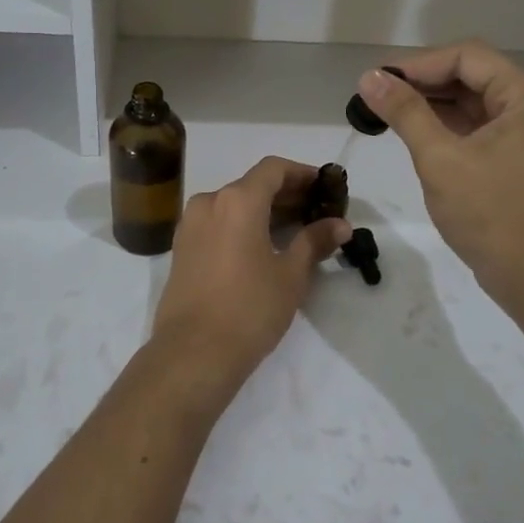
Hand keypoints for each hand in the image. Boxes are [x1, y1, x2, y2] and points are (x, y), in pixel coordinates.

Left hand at [149, 157, 351, 387]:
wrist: (193, 353)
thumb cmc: (249, 308)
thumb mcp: (291, 275)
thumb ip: (314, 241)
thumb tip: (341, 225)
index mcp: (237, 200)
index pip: (274, 169)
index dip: (302, 174)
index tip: (325, 187)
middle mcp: (209, 202)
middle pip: (253, 185)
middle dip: (287, 194)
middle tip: (318, 212)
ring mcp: (190, 225)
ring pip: (233, 204)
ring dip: (264, 211)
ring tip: (295, 231)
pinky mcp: (182, 248)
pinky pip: (218, 223)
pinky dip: (242, 225)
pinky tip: (263, 247)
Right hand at [357, 42, 523, 318]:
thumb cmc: (492, 216)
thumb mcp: (440, 159)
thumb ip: (405, 113)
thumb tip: (369, 77)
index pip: (467, 57)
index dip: (419, 64)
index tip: (377, 80)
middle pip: (471, 76)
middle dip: (422, 82)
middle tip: (375, 95)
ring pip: (472, 103)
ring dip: (431, 104)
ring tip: (385, 111)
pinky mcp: (517, 159)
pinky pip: (477, 128)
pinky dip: (445, 127)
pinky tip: (412, 133)